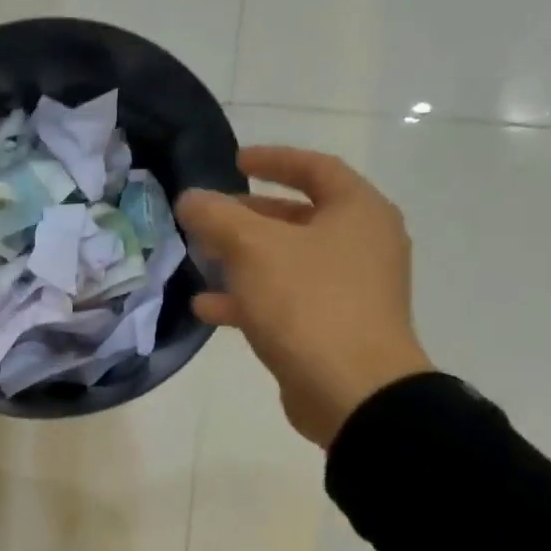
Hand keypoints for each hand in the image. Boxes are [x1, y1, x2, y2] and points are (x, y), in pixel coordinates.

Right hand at [178, 147, 432, 448]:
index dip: (274, 159)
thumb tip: (190, 198)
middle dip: (248, 215)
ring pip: (286, 262)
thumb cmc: (309, 303)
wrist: (352, 391)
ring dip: (242, 259)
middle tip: (210, 216)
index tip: (235, 161)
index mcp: (358, 212)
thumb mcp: (254, 249)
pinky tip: (206, 307)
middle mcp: (361, 245)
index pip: (315, 169)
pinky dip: (247, 299)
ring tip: (200, 258)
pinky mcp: (330, 328)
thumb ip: (217, 217)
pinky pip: (284, 300)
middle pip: (298, 217)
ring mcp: (348, 290)